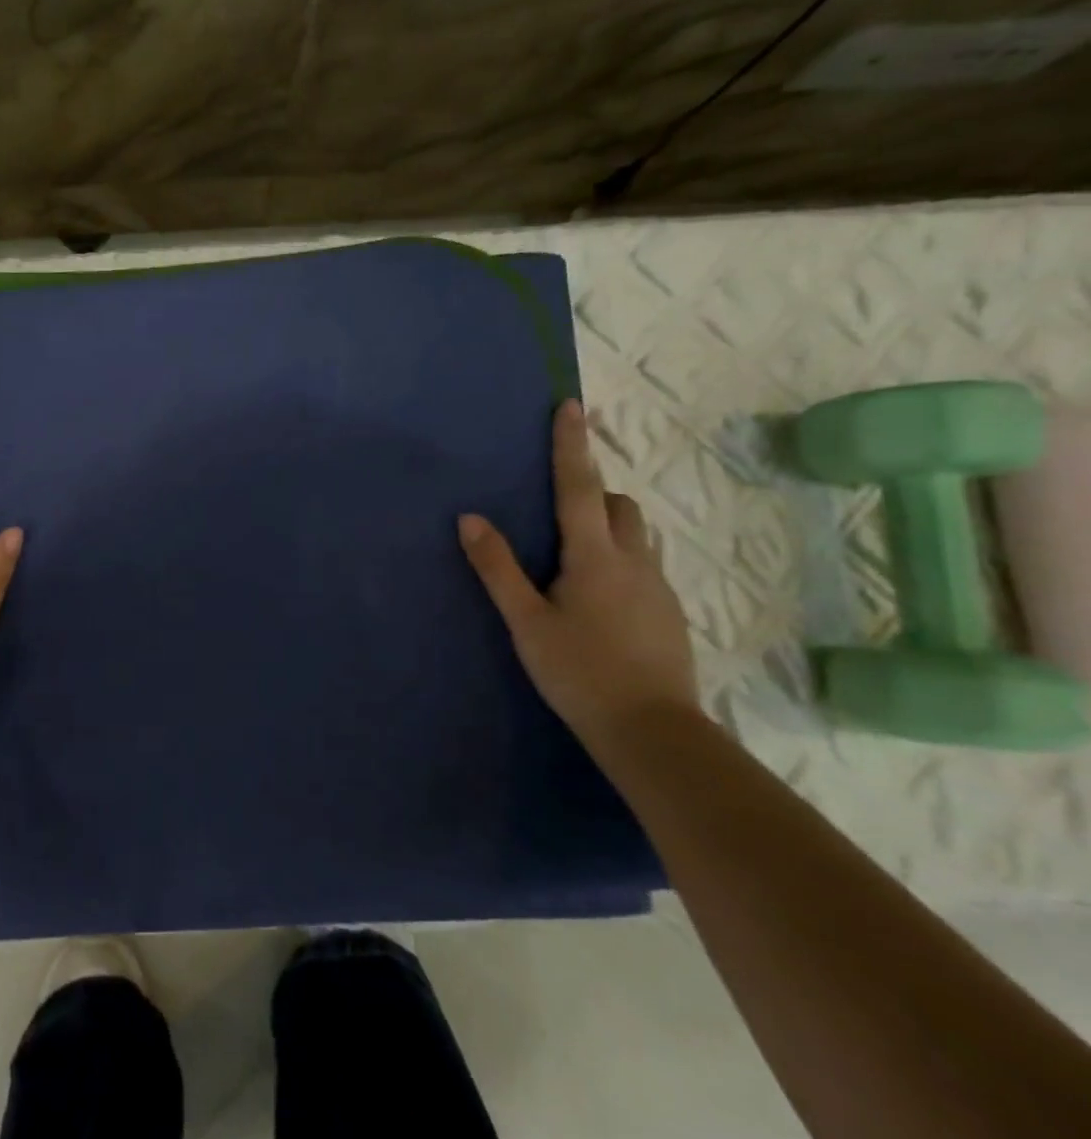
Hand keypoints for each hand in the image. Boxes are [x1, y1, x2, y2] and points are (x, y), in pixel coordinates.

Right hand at [458, 399, 697, 740]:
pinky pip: (643, 566)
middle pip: (617, 506)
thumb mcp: (526, 621)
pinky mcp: (670, 612)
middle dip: (591, 492)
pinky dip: (620, 560)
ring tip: (575, 555)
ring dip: (608, 526)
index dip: (571, 446)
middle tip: (558, 509)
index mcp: (594, 556)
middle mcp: (633, 561)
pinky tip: (599, 598)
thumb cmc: (578, 671)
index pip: (579, 487)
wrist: (652, 731)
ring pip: (635, 535)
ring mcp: (658, 587)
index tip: (570, 406)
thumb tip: (469, 518)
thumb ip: (497, 568)